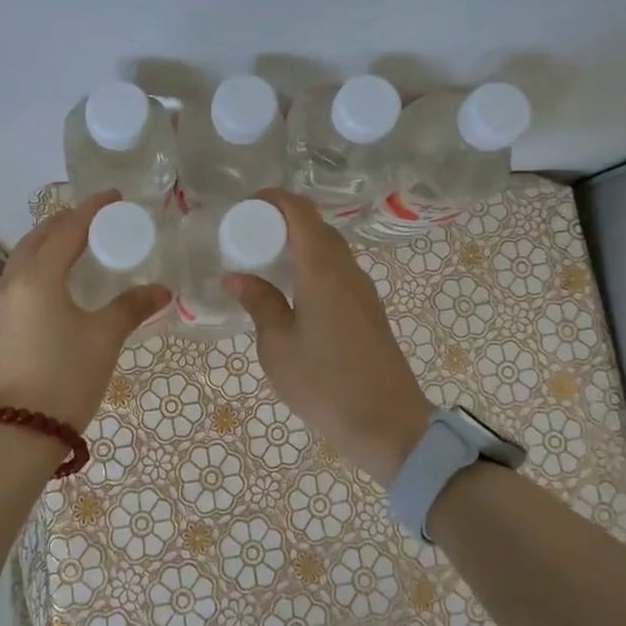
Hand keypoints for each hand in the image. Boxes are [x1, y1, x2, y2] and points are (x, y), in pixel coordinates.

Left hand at [0, 191, 172, 428]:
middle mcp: (11, 282)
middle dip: (67, 222)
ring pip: (24, 257)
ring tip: (79, 243)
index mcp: (37, 278)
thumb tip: (162, 290)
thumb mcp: (104, 338)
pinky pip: (19, 278)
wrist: (20, 433)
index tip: (114, 197)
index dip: (91, 210)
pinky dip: (40, 265)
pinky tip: (59, 279)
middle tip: (98, 218)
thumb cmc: (66, 378)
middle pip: (38, 237)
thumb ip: (132, 307)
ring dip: (50, 242)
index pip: (67, 230)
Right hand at [225, 189, 432, 485]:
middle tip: (248, 235)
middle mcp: (347, 271)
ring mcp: (362, 290)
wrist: (388, 426)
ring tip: (265, 261)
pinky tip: (292, 289)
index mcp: (323, 271)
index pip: (300, 213)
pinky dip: (312, 265)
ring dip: (299, 244)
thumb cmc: (325, 384)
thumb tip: (237, 277)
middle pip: (317, 227)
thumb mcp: (278, 346)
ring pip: (330, 249)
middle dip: (283, 220)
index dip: (274, 199)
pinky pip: (337, 270)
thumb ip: (260, 304)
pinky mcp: (368, 310)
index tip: (246, 206)